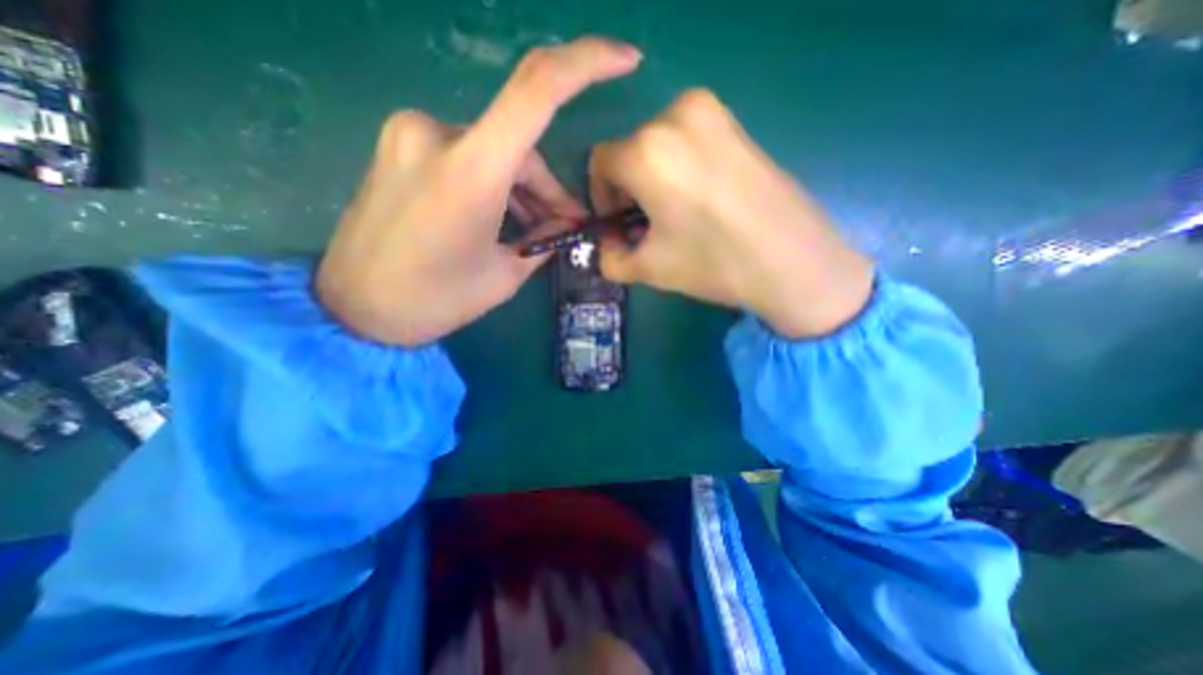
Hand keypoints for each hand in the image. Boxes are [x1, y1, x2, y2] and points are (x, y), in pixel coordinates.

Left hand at [315, 36, 643, 346]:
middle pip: (521, 144)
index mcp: (470, 171)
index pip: (538, 89)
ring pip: (495, 151)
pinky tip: (502, 218)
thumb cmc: (434, 301)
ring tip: (535, 230)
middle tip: (565, 226)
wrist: (354, 309)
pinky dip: (495, 183)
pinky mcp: (401, 146)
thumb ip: (542, 240)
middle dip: (550, 187)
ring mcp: (412, 135)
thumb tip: (565, 223)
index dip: (588, 62)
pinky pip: (468, 155)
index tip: (626, 60)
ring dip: (523, 188)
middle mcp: (437, 134)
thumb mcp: (504, 275)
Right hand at [590, 91, 876, 340]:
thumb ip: (610, 258)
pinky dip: (680, 167)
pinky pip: (689, 140)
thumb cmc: (713, 263)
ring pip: (658, 144)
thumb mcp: (649, 269)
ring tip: (673, 215)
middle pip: (629, 152)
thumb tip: (605, 246)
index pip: (600, 163)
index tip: (616, 224)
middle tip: (644, 225)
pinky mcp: (738, 123)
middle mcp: (676, 116)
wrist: (794, 262)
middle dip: (628, 190)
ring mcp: (713, 114)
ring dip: (653, 178)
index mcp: (648, 151)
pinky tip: (698, 199)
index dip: (601, 196)